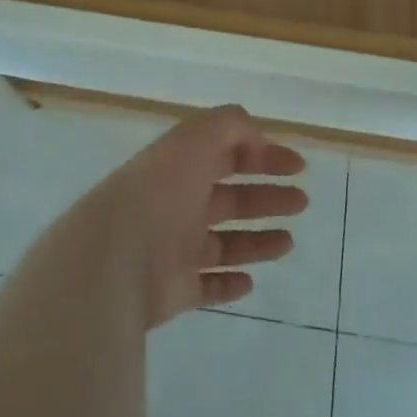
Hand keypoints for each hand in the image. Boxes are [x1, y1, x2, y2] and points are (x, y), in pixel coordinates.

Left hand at [76, 104, 308, 328]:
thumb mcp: (195, 139)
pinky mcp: (175, 290)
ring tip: (289, 241)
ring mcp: (175, 248)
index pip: (227, 153)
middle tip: (302, 201)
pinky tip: (250, 282)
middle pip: (231, 197)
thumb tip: (258, 137)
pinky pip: (207, 286)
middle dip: (267, 196)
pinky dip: (228, 283)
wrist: (114, 259)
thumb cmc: (159, 193)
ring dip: (257, 240)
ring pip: (225, 242)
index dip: (263, 154)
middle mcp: (179, 203)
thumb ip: (230, 126)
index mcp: (182, 165)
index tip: (298, 166)